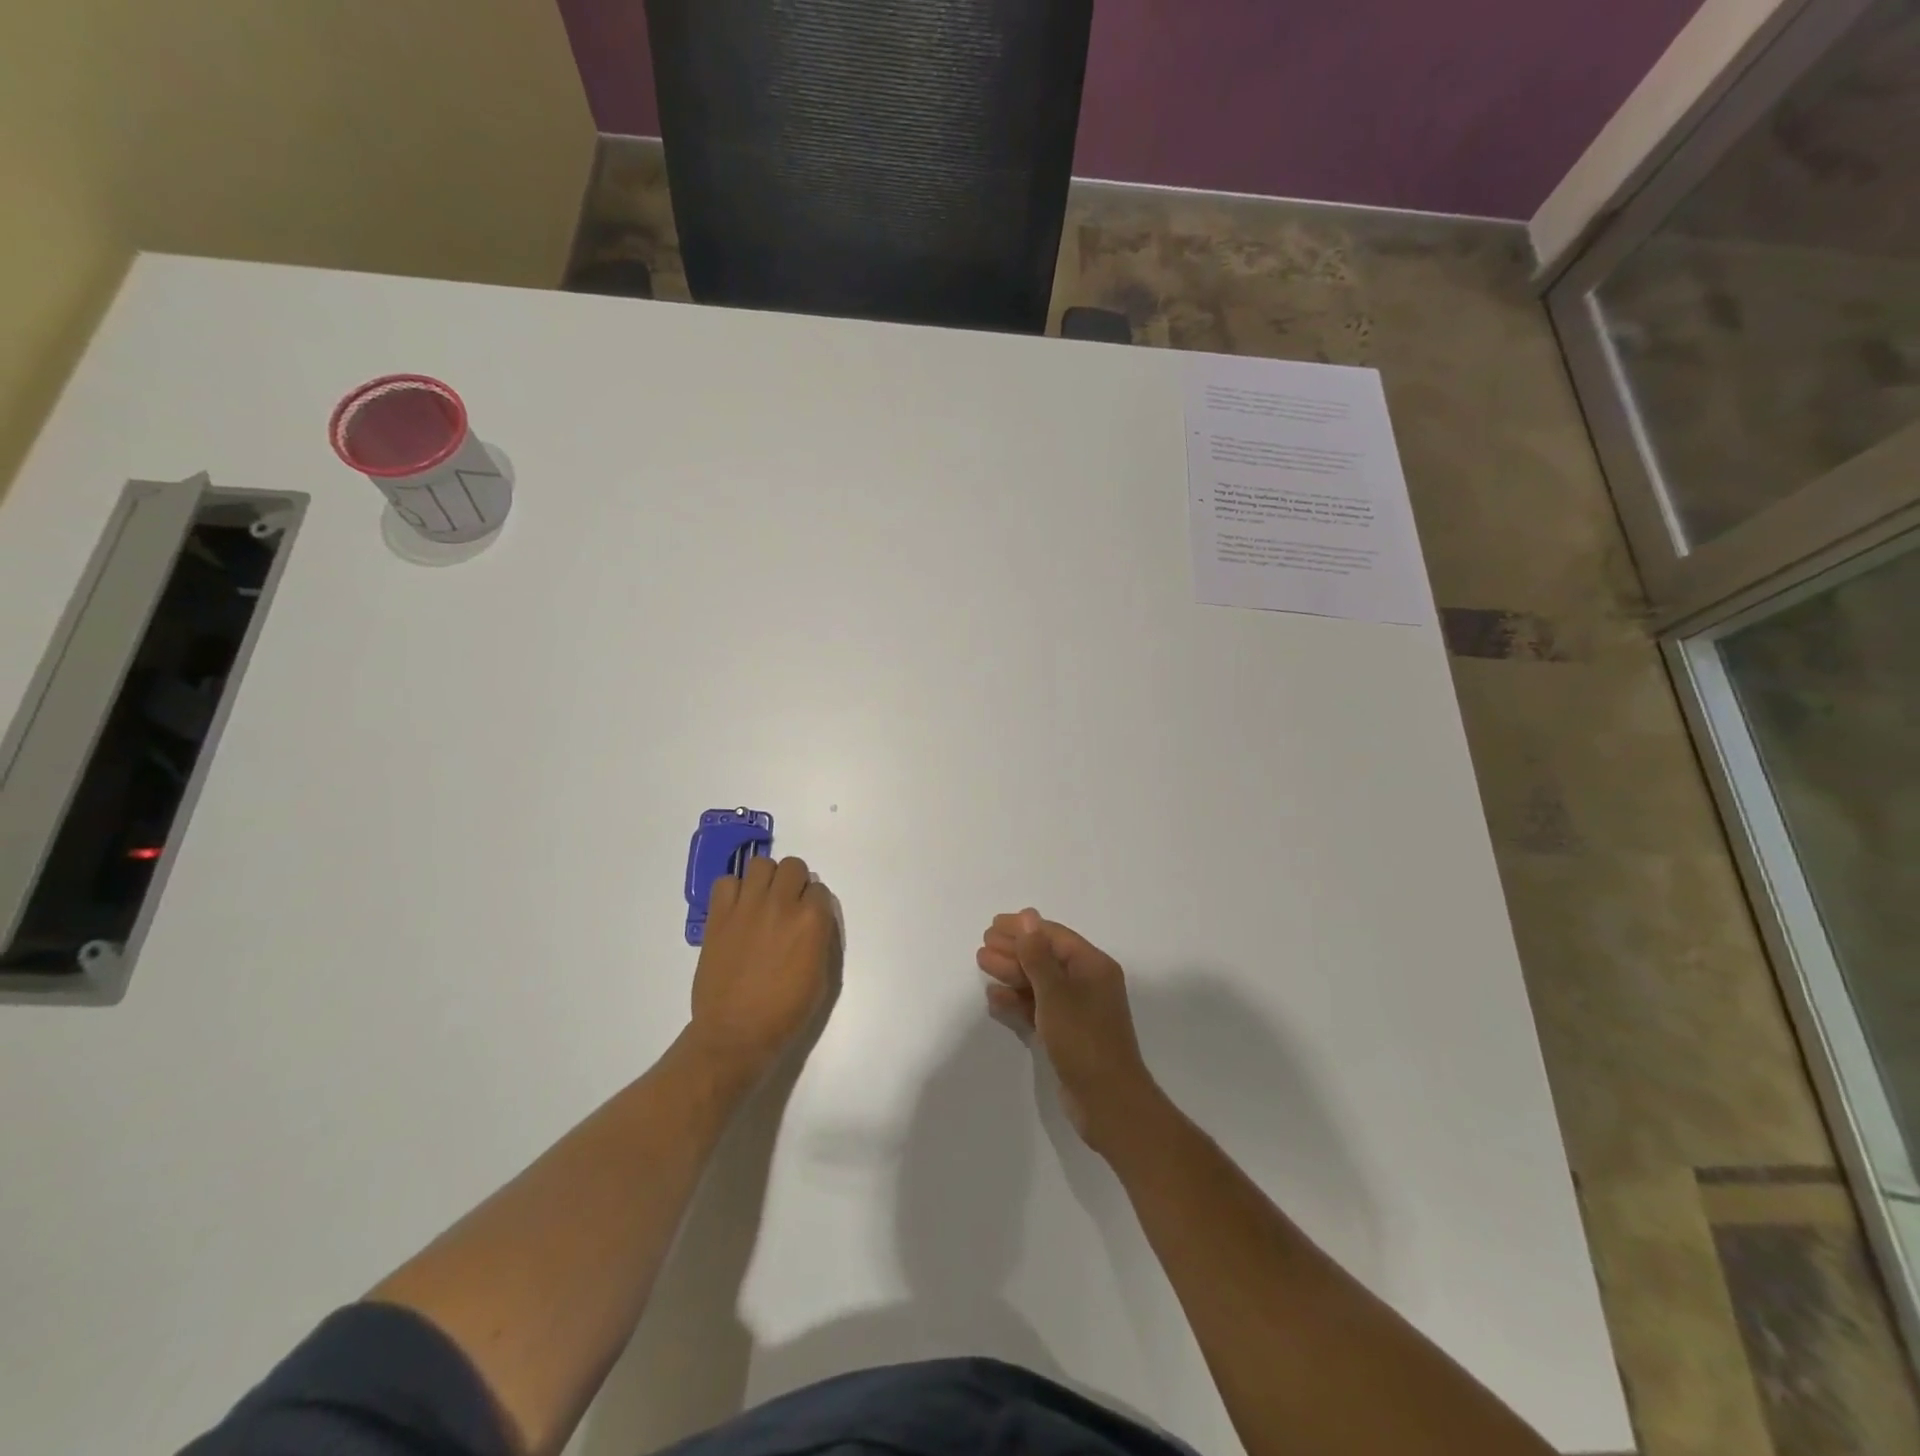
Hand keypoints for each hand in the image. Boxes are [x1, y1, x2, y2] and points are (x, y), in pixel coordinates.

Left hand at [690, 856, 837, 1082]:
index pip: (820, 889)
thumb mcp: (823, 978)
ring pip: (760, 864)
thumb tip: (816, 920)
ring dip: (766, 879)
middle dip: (794, 883)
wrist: (736, 1033)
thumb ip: (822, 940)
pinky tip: (737, 910)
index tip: (808, 919)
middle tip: (787, 906)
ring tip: (762, 901)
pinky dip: (733, 890)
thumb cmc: (786, 1012)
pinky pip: (726, 882)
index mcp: (812, 921)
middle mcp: (781, 904)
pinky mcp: (719, 916)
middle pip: (793, 866)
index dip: (815, 904)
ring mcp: (747, 907)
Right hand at [976, 909, 1160, 1156]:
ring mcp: (1078, 1010)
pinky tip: (994, 998)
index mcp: (1093, 966)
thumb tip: (1028, 916)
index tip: (993, 925)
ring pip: (1040, 983)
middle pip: (1046, 957)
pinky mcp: (1067, 1033)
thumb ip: (1037, 955)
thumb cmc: (1083, 1040)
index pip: (1054, 936)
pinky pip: (1039, 1008)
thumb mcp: (1055, 993)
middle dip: (1014, 950)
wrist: (1107, 1102)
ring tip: (982, 964)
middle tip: (983, 944)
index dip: (1024, 929)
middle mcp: (1088, 982)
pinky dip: (1018, 1001)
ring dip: (1012, 973)